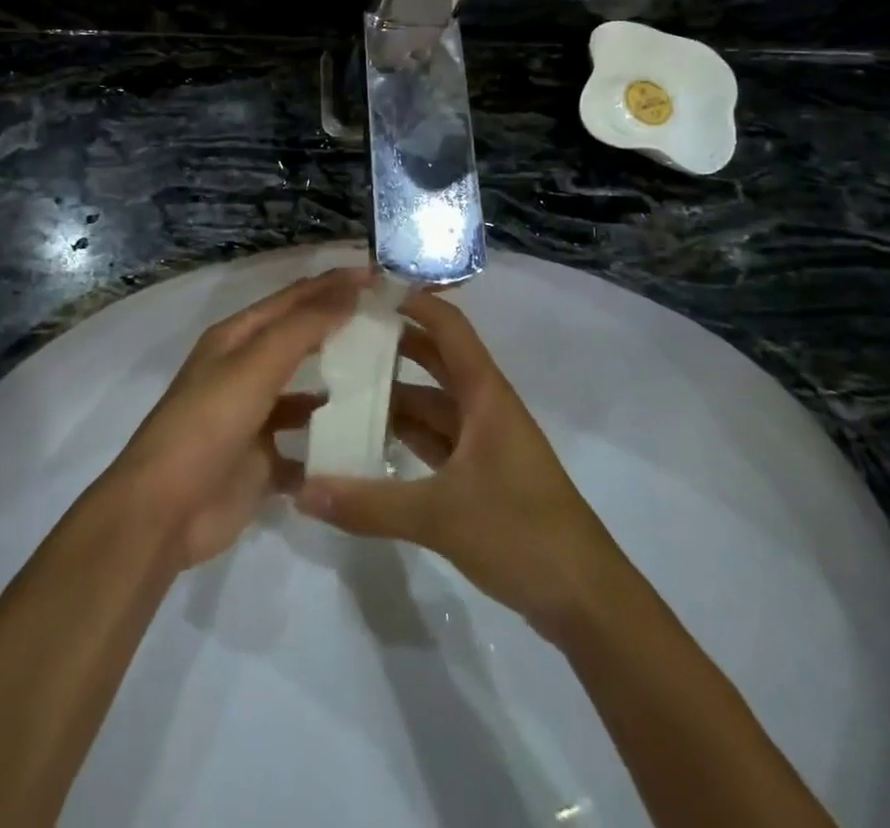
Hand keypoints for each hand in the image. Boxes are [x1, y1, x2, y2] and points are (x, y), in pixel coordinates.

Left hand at [107, 267, 373, 568]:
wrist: (165, 511)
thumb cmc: (208, 424)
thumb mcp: (255, 366)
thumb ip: (303, 327)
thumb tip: (350, 288)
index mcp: (237, 338)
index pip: (294, 298)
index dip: (334, 284)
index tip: (380, 276)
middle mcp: (245, 370)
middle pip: (300, 340)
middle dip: (341, 328)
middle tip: (392, 323)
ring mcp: (254, 417)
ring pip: (305, 394)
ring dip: (339, 387)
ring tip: (388, 383)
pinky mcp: (263, 461)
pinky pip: (305, 446)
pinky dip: (330, 443)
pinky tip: (365, 442)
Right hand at [294, 290, 620, 638]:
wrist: (587, 600)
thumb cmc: (522, 534)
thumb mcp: (440, 517)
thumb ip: (369, 505)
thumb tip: (303, 493)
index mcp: (484, 394)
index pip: (447, 326)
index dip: (413, 300)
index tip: (368, 288)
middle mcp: (484, 406)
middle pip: (434, 358)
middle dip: (393, 343)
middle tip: (340, 335)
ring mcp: (484, 440)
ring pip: (432, 401)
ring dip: (393, 393)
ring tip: (341, 384)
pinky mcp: (481, 473)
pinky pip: (435, 438)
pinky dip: (405, 434)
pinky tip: (368, 440)